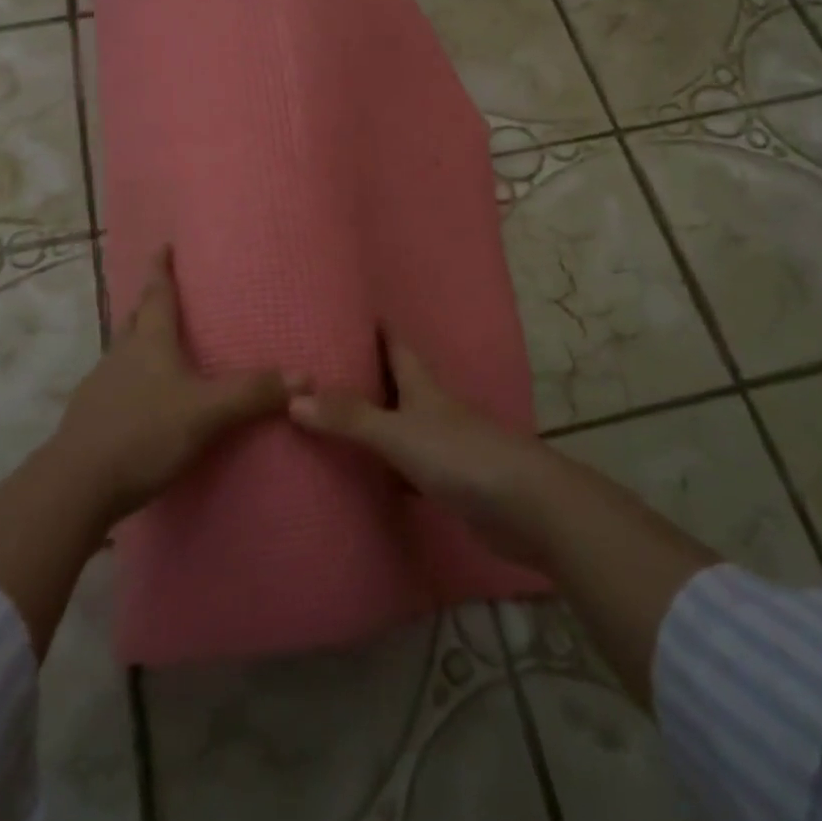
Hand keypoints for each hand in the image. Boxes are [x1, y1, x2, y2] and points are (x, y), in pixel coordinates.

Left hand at [47, 249, 293, 524]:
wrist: (76, 485)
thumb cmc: (143, 434)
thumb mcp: (206, 413)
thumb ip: (252, 393)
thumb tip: (306, 377)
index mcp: (149, 343)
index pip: (156, 294)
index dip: (161, 268)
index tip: (164, 244)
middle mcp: (121, 356)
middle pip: (136, 319)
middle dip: (150, 303)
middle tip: (168, 295)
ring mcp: (101, 386)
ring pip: (124, 352)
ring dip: (140, 342)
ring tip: (161, 347)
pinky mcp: (91, 417)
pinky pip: (116, 385)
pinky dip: (132, 380)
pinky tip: (144, 400)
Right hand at [288, 336, 557, 565]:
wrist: (528, 508)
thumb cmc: (462, 457)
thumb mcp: (399, 433)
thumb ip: (350, 418)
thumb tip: (293, 399)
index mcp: (424, 387)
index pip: (397, 345)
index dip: (377, 327)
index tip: (349, 312)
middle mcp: (435, 409)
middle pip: (399, 383)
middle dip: (369, 373)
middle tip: (326, 367)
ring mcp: (447, 445)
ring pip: (404, 424)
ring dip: (377, 420)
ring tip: (336, 417)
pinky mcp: (453, 481)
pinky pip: (410, 465)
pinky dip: (389, 466)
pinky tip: (370, 476)